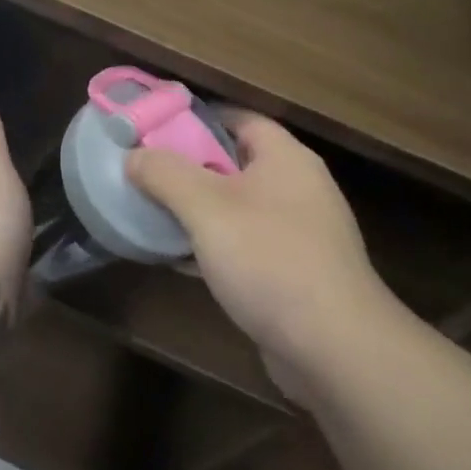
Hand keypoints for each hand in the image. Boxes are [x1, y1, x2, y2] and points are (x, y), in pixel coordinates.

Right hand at [126, 113, 399, 391]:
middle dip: (189, 167)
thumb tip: (134, 156)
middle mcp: (298, 188)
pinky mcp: (295, 274)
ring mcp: (300, 234)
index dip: (195, 118)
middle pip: (234, 162)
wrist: (336, 350)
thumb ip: (165, 174)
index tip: (154, 129)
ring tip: (153, 212)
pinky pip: (245, 246)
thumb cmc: (270, 260)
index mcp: (285, 158)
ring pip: (237, 207)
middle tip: (145, 171)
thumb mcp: (205, 207)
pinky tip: (178, 258)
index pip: (238, 118)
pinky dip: (213, 245)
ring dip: (197, 209)